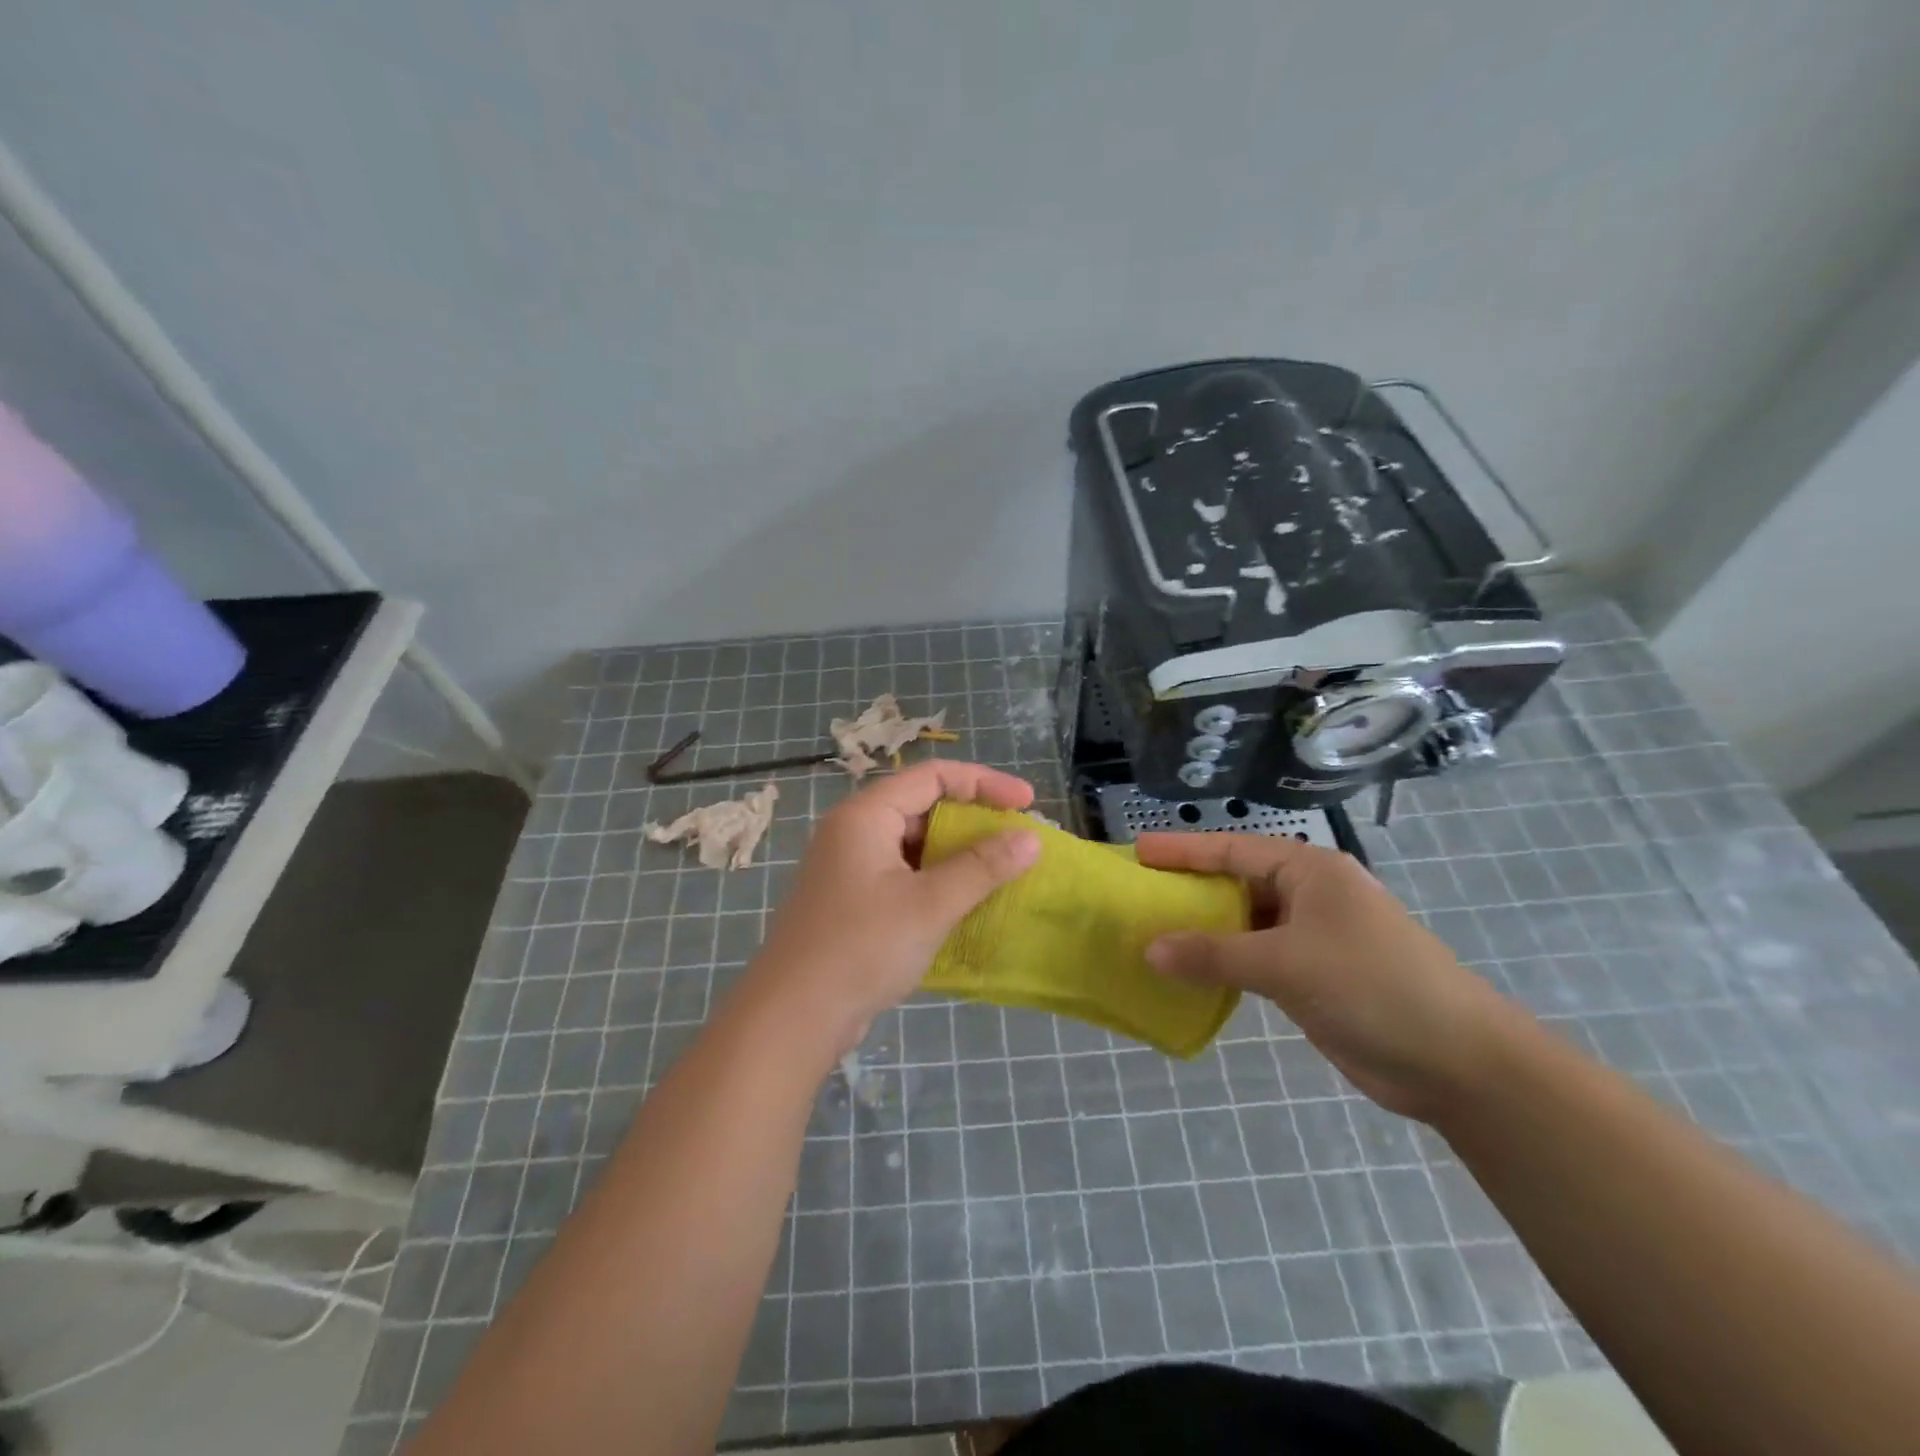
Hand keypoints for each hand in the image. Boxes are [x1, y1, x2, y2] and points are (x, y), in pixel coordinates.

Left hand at [743, 761, 1040, 1062]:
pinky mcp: (852, 900)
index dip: (984, 782)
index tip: (1026, 803)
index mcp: (866, 815)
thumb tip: (1031, 839)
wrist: (792, 1017)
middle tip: (1016, 838)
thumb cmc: (862, 948)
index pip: (933, 777)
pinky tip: (965, 901)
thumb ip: (982, 867)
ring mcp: (850, 867)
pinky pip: (904, 873)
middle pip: (922, 805)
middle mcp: (854, 831)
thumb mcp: (930, 904)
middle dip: (972, 818)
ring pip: (914, 843)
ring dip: (957, 852)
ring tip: (999, 870)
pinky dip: (937, 879)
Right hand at [1136, 832, 1520, 1121]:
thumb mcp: (1286, 964)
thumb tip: (1148, 950)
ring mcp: (1312, 937)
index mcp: (1308, 871)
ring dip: (1203, 930)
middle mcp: (1308, 895)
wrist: (1457, 1061)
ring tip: (1150, 932)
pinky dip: (1222, 963)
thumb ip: (1214, 954)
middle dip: (1188, 889)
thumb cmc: (1373, 986)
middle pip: (1235, 883)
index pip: (1231, 850)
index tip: (1137, 850)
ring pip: (1243, 923)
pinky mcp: (1312, 975)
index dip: (1182, 850)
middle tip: (1137, 893)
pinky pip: (1254, 958)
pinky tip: (1189, 972)